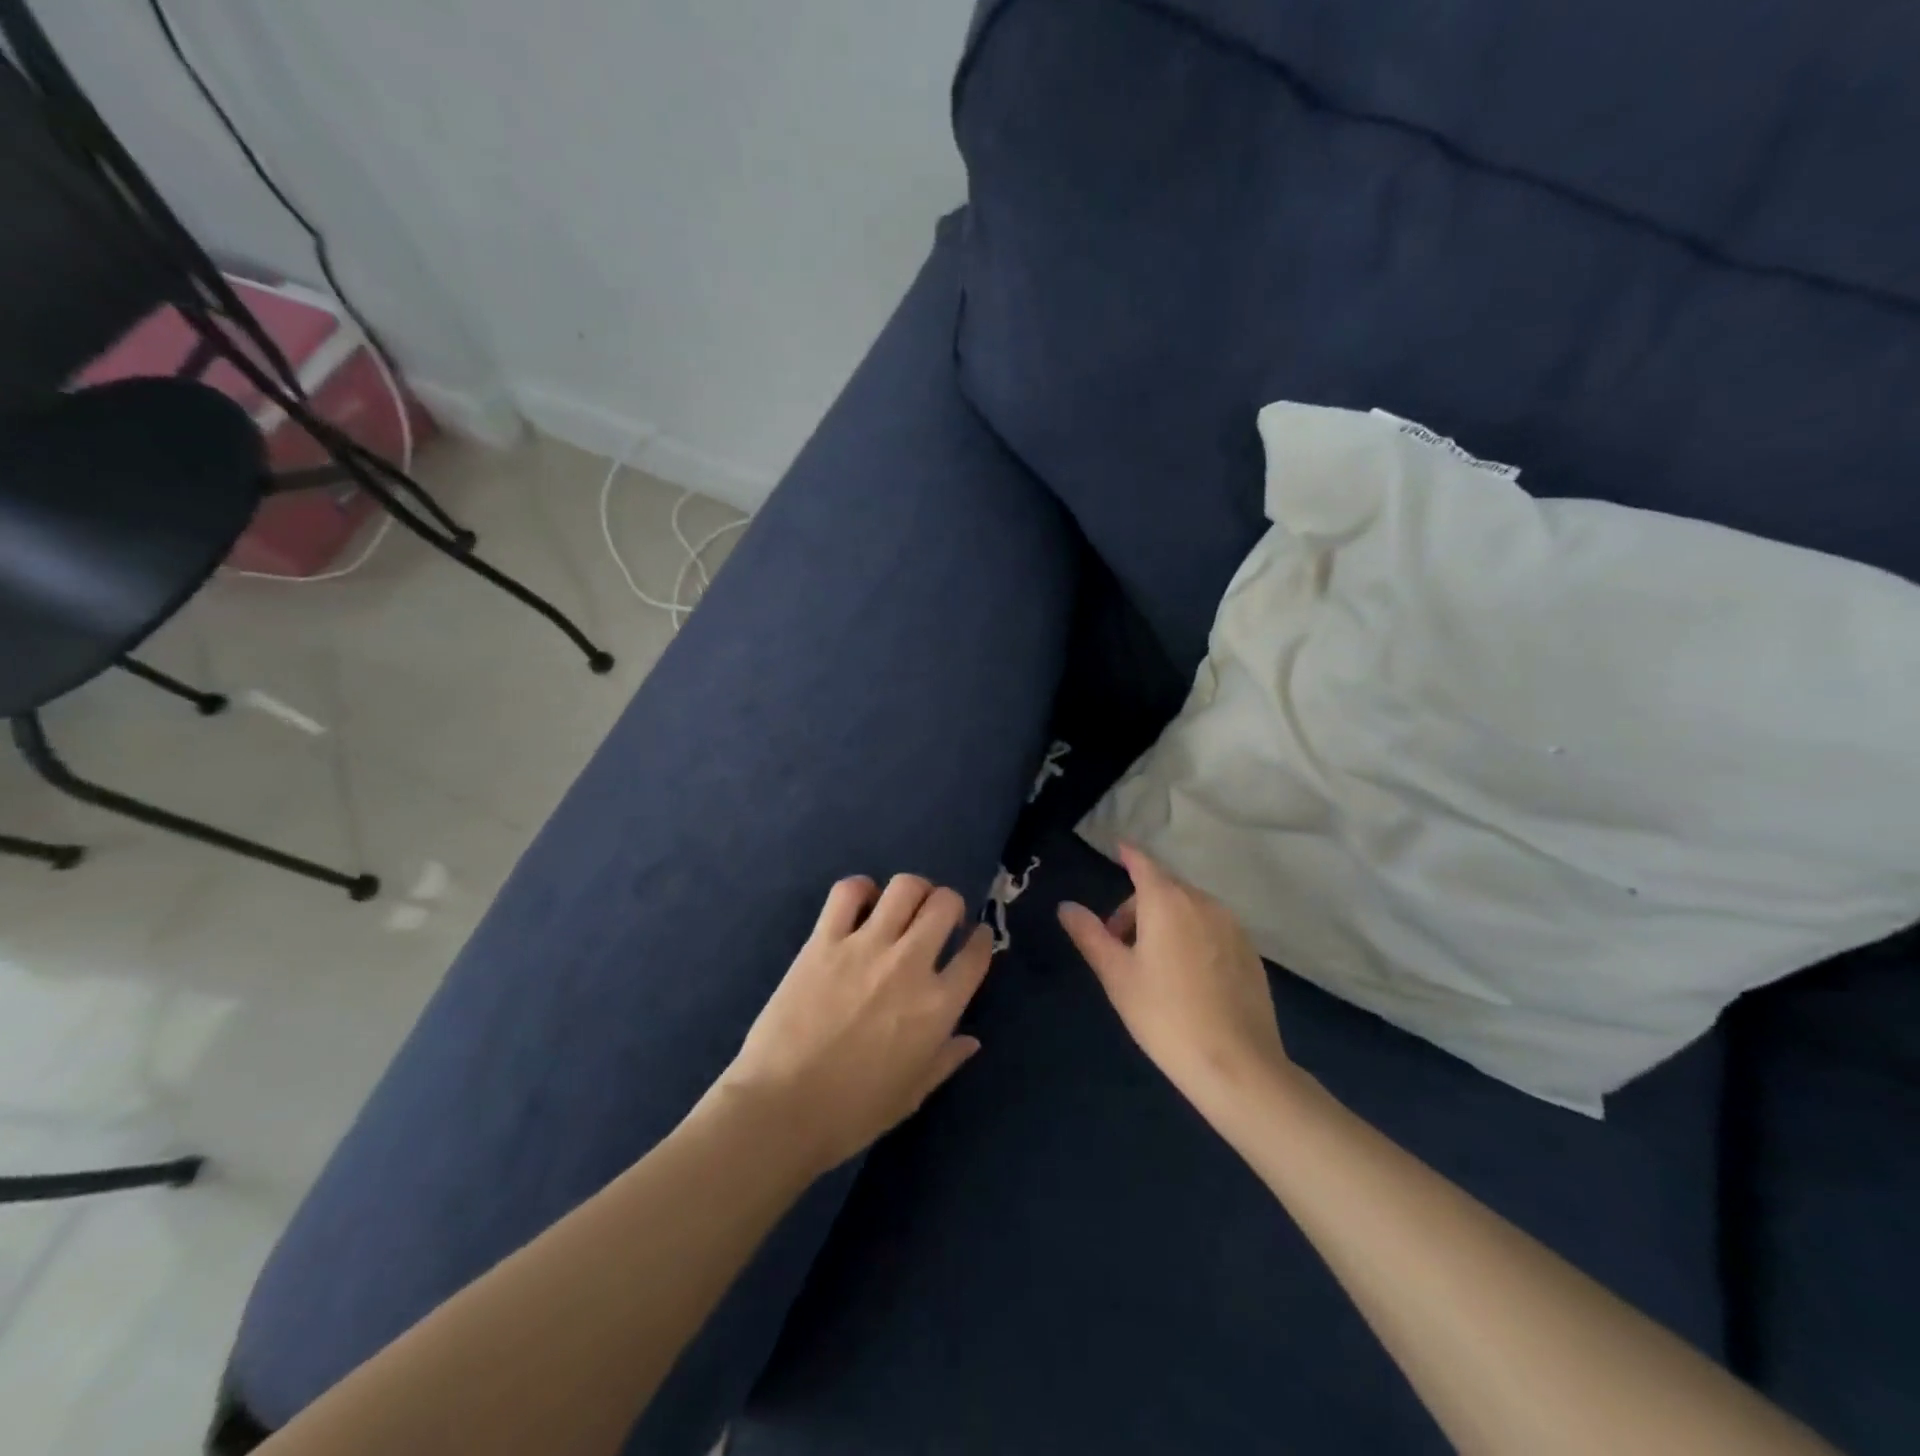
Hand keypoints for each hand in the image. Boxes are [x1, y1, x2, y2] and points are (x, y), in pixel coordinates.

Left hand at [720, 874, 994, 1172]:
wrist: (781, 1108)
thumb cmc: (852, 1112)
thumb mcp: (911, 1094)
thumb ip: (946, 1059)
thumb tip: (970, 1039)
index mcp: (938, 1006)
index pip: (976, 954)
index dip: (982, 938)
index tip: (977, 937)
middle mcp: (909, 964)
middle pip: (945, 904)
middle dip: (950, 905)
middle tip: (939, 920)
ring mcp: (865, 946)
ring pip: (905, 887)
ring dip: (914, 891)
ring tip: (904, 906)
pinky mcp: (824, 940)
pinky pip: (848, 892)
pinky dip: (860, 889)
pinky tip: (860, 904)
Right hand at [1059, 844, 1287, 1113]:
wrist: (1237, 1064)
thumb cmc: (1164, 1015)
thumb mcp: (1116, 975)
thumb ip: (1090, 934)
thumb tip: (1066, 906)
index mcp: (1166, 901)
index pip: (1143, 864)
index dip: (1128, 855)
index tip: (1118, 849)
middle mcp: (1202, 902)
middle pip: (1164, 888)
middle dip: (1139, 905)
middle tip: (1119, 945)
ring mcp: (1232, 926)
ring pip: (1190, 909)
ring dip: (1166, 921)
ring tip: (1153, 965)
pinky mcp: (1250, 952)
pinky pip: (1212, 929)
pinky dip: (1193, 936)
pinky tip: (1187, 978)